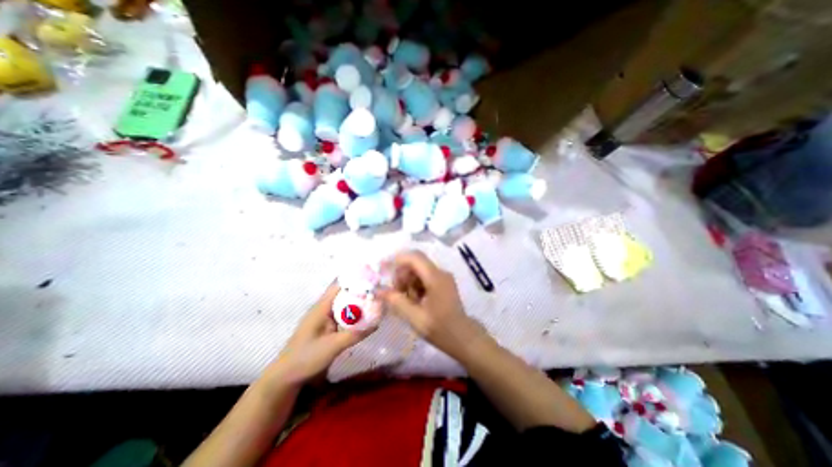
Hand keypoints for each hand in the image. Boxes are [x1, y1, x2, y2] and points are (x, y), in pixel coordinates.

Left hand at [269, 284, 374, 386]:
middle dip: (360, 290)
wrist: (286, 375)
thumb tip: (377, 323)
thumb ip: (354, 335)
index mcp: (322, 307)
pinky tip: (365, 315)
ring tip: (376, 299)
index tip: (371, 278)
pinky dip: (354, 312)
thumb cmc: (306, 357)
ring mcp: (325, 316)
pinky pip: (343, 314)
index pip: (339, 285)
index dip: (354, 279)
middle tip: (378, 290)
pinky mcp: (327, 325)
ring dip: (358, 301)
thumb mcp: (332, 347)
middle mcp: (324, 308)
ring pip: (344, 303)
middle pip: (344, 293)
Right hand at [378, 251, 481, 357]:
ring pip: (419, 270)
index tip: (383, 270)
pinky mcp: (443, 283)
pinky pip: (424, 277)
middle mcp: (440, 272)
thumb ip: (396, 301)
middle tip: (395, 292)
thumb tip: (378, 291)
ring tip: (405, 300)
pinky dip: (415, 285)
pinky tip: (414, 301)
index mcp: (435, 277)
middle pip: (415, 262)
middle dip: (401, 274)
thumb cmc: (440, 329)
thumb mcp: (414, 317)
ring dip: (408, 281)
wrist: (463, 338)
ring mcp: (443, 277)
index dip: (397, 259)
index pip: (414, 257)